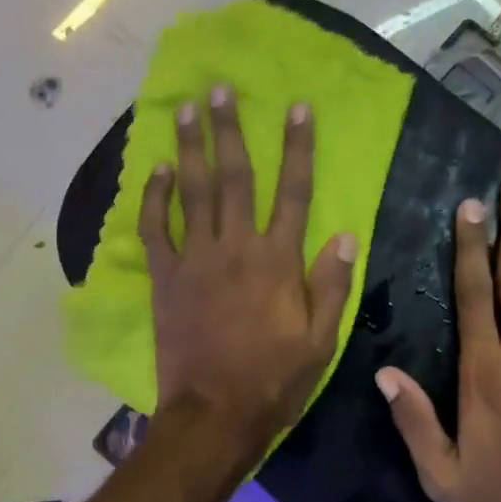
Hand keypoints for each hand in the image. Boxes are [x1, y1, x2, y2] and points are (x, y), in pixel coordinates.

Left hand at [140, 87, 355, 455]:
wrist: (214, 413)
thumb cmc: (274, 379)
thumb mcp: (321, 340)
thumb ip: (332, 284)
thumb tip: (345, 234)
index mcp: (278, 261)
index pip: (294, 191)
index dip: (297, 147)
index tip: (297, 108)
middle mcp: (236, 247)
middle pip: (235, 177)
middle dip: (230, 129)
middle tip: (220, 89)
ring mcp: (195, 260)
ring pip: (193, 192)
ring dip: (189, 147)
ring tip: (184, 109)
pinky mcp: (165, 278)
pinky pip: (155, 229)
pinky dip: (155, 198)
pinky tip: (157, 170)